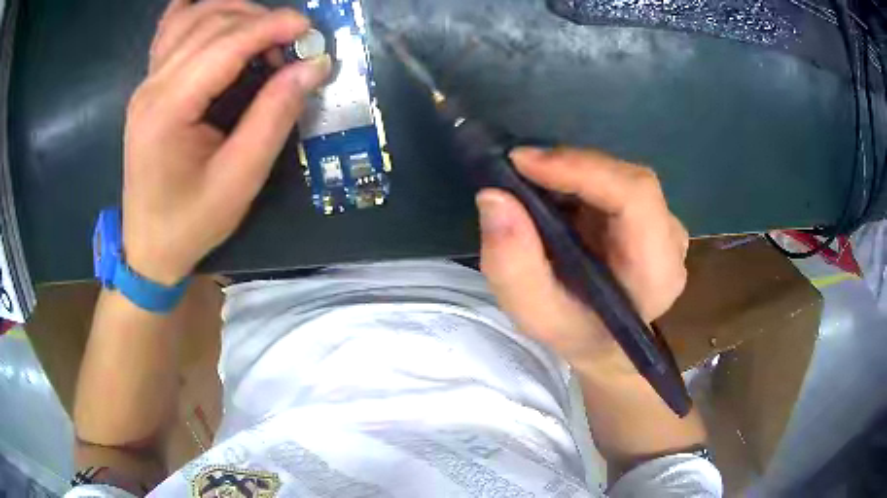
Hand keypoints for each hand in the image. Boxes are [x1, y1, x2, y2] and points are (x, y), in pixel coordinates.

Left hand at [123, 0, 330, 284]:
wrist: (149, 247)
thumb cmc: (192, 222)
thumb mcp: (240, 179)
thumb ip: (274, 116)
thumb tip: (312, 66)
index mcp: (169, 109)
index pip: (225, 43)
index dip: (272, 26)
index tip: (311, 30)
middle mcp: (151, 86)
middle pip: (210, 23)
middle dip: (259, 19)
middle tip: (293, 41)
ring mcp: (146, 83)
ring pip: (192, 19)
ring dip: (234, 12)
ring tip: (264, 31)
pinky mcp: (148, 87)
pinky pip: (170, 31)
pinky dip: (195, 12)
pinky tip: (215, 12)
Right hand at [478, 147, 688, 371]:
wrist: (603, 341)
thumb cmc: (575, 333)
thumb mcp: (535, 315)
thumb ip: (513, 265)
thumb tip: (494, 197)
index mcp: (657, 272)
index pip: (636, 197)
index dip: (582, 169)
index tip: (522, 162)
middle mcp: (671, 241)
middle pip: (627, 179)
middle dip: (569, 168)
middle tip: (517, 171)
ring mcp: (665, 224)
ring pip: (619, 176)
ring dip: (572, 174)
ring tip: (531, 186)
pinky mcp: (651, 214)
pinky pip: (615, 181)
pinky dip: (578, 179)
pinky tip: (554, 195)